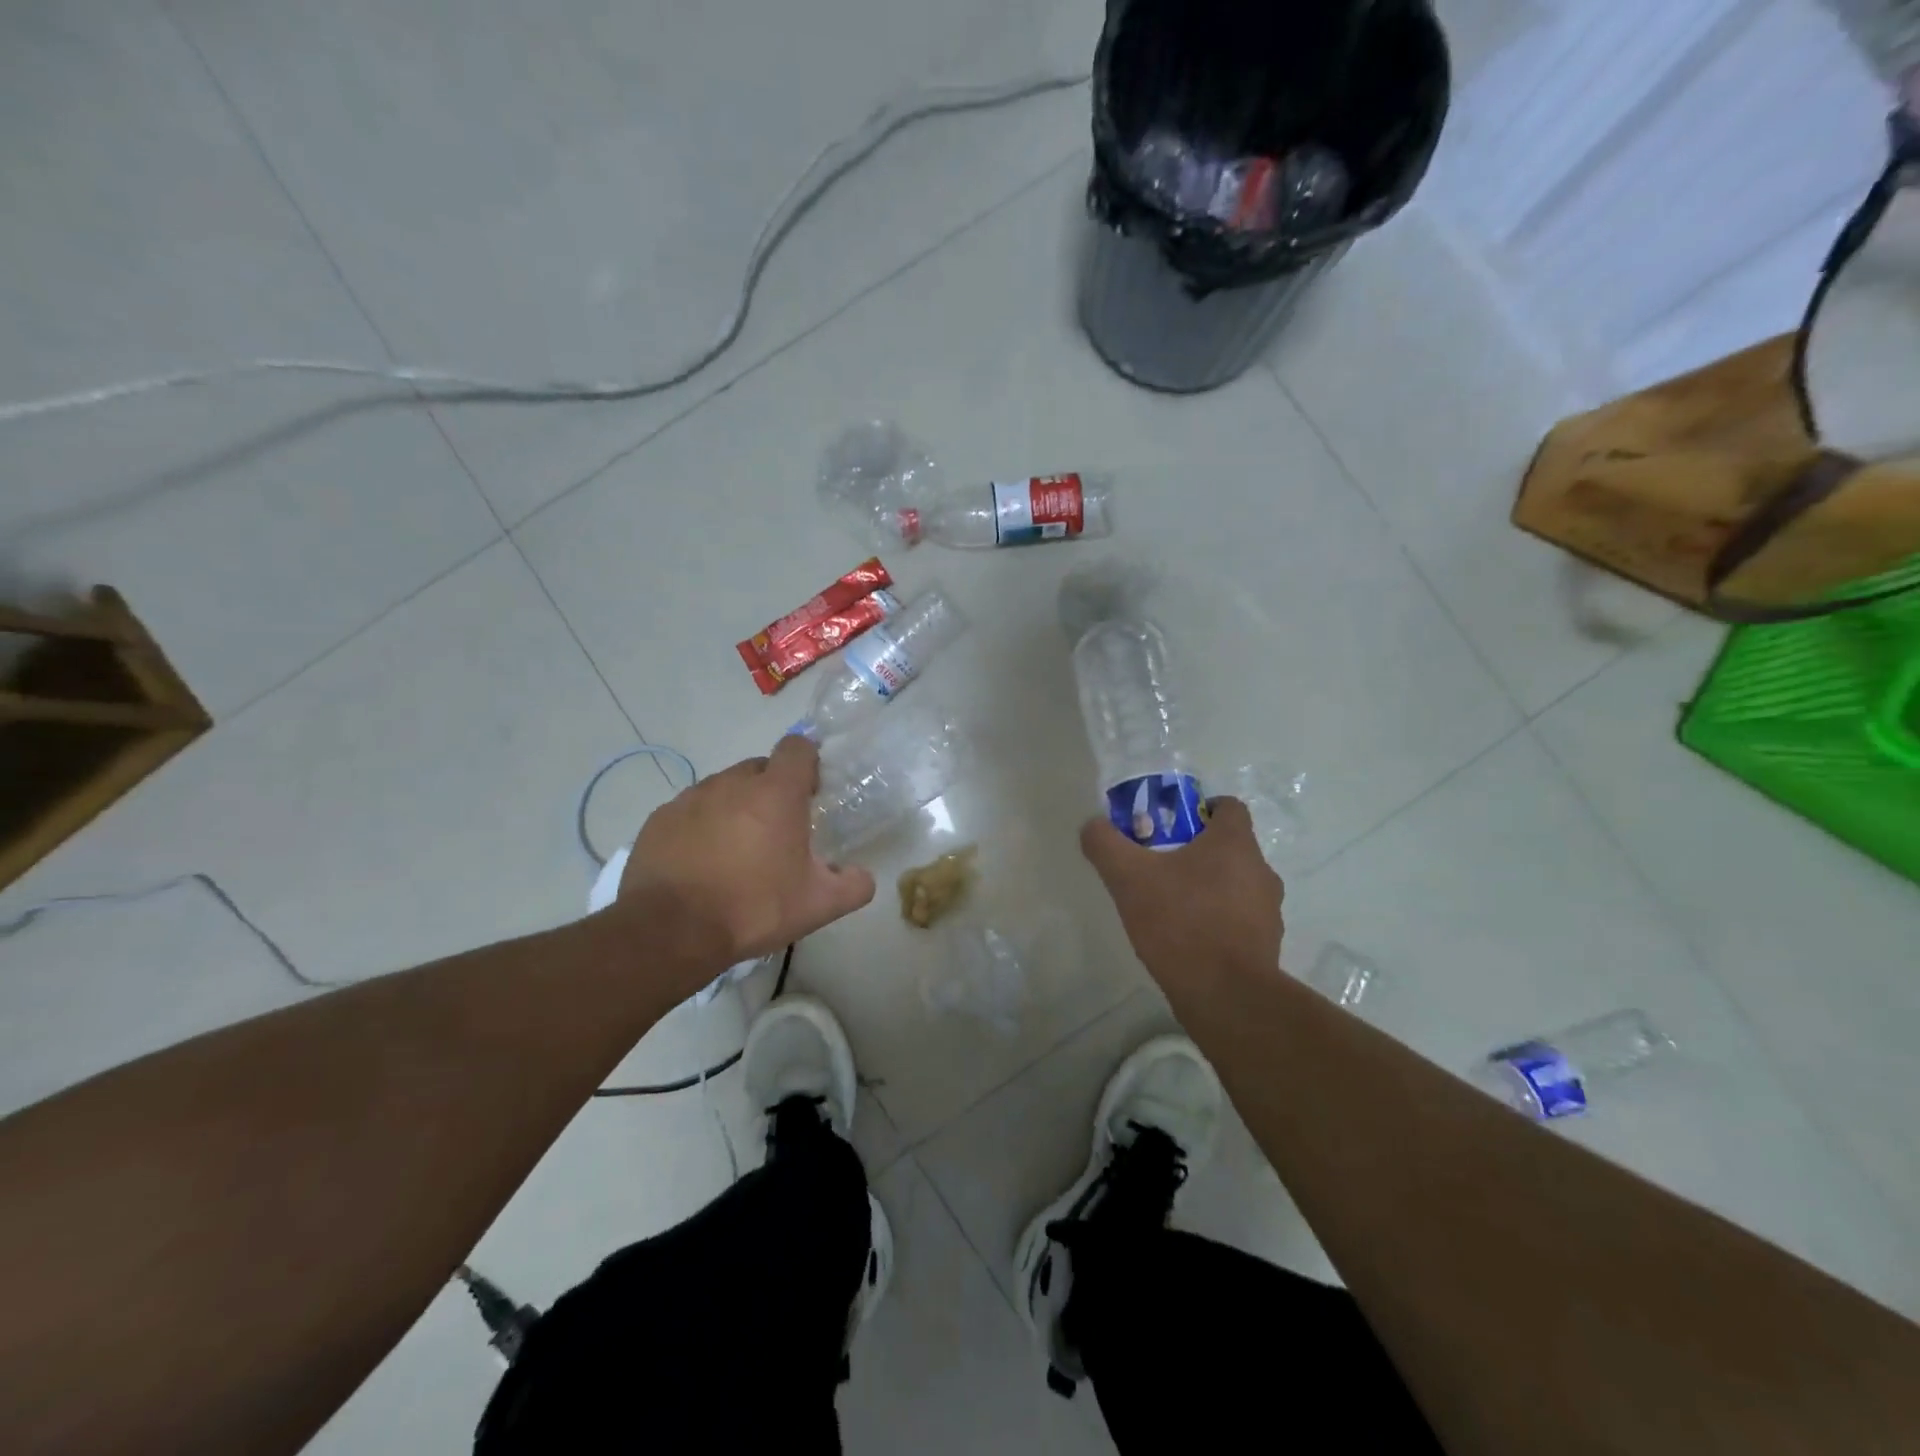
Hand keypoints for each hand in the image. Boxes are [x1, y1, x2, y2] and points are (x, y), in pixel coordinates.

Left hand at [619, 736, 875, 968]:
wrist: (671, 932)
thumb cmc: (753, 908)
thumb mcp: (818, 905)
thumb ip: (853, 885)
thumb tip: (863, 876)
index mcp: (776, 793)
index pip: (797, 747)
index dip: (808, 763)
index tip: (810, 793)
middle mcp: (732, 783)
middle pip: (760, 768)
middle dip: (772, 790)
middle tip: (777, 831)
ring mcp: (691, 798)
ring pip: (723, 788)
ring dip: (736, 808)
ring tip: (736, 851)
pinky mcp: (660, 819)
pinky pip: (690, 810)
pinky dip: (702, 826)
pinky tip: (702, 863)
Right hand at [1080, 797, 1284, 990]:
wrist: (1225, 995)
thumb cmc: (1180, 922)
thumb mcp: (1128, 878)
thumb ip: (1106, 844)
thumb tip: (1093, 826)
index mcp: (1235, 843)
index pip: (1229, 806)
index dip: (1201, 809)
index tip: (1171, 826)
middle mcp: (1261, 870)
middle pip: (1229, 846)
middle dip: (1196, 851)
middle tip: (1159, 866)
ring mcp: (1268, 910)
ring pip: (1236, 884)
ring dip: (1209, 887)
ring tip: (1171, 907)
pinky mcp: (1267, 944)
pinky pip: (1240, 919)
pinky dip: (1218, 920)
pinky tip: (1188, 939)